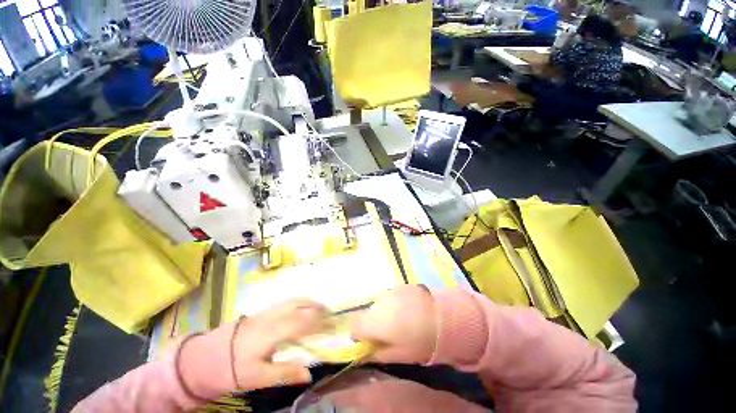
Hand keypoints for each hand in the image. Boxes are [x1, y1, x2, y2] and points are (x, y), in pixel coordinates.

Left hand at [232, 299, 331, 389]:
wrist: (208, 355)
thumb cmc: (235, 368)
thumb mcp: (258, 377)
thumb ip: (285, 373)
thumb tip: (309, 374)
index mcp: (274, 331)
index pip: (304, 322)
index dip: (320, 323)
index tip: (333, 326)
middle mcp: (275, 316)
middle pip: (302, 307)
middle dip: (319, 310)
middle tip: (331, 316)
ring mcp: (269, 311)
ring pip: (295, 300)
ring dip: (311, 302)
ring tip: (322, 307)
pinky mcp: (264, 311)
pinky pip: (288, 301)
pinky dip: (301, 301)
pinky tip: (304, 306)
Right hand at [350, 285, 437, 363]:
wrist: (443, 316)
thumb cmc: (421, 340)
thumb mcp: (399, 355)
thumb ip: (378, 353)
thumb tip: (365, 352)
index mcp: (375, 322)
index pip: (355, 326)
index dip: (358, 336)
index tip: (368, 342)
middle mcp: (378, 304)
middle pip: (367, 314)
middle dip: (372, 324)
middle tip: (388, 333)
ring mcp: (389, 292)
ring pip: (378, 304)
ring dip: (382, 313)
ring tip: (400, 320)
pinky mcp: (399, 286)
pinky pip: (389, 296)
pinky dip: (392, 304)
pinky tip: (407, 310)